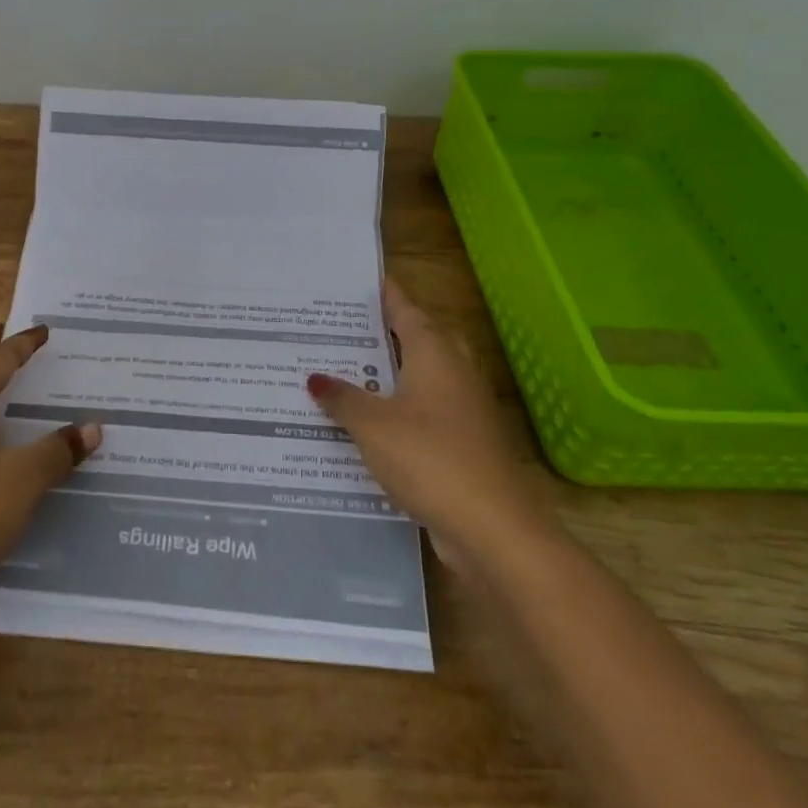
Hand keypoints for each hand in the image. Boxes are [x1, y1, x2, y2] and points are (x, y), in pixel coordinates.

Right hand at [307, 279, 549, 565]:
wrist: (492, 528)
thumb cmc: (428, 459)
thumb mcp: (371, 425)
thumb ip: (342, 398)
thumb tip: (314, 377)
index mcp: (435, 353)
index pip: (407, 310)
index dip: (387, 295)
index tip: (367, 280)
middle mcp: (455, 371)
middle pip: (423, 337)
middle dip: (392, 329)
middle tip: (351, 327)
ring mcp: (467, 408)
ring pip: (428, 374)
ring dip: (398, 370)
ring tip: (356, 369)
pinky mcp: (469, 441)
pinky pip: (431, 409)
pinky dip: (405, 405)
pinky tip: (376, 420)